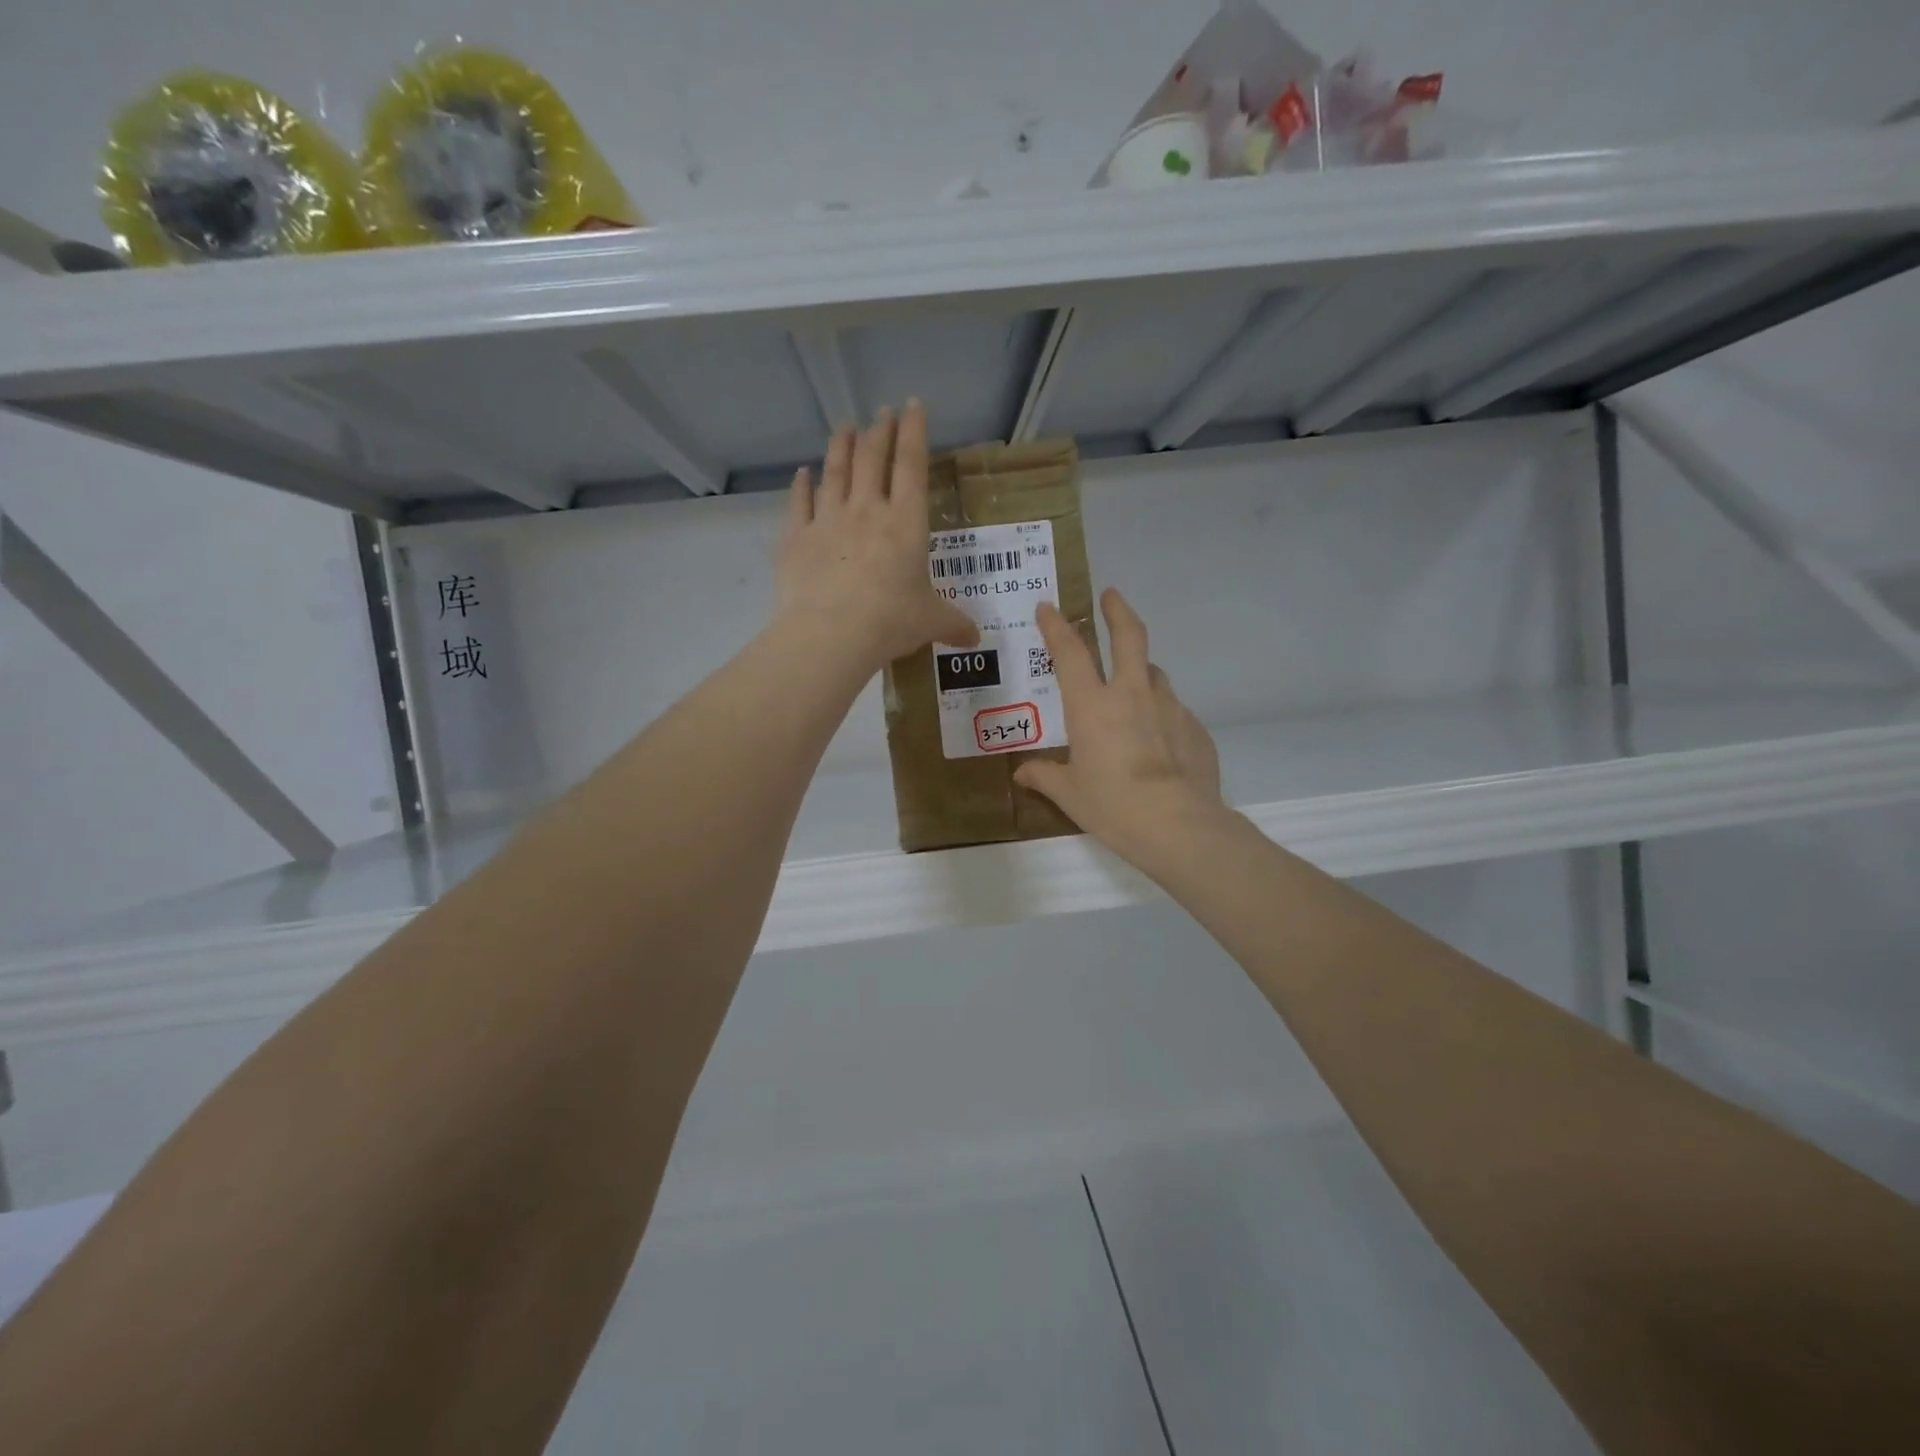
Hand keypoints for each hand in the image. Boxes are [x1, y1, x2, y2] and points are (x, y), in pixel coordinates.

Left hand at [775, 401, 978, 673]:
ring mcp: (828, 520)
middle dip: (880, 430)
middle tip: (882, 412)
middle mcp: (867, 510)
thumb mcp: (930, 622)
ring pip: (836, 471)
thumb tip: (976, 639)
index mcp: (906, 523)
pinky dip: (802, 484)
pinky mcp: (797, 537)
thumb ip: (953, 624)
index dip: (914, 433)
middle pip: (873, 458)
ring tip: (846, 426)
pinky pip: (800, 502)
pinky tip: (803, 473)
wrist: (831, 634)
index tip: (913, 405)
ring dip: (842, 445)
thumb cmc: (891, 622)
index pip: (912, 466)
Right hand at [1015, 589, 1225, 868]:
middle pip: (1128, 636)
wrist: (1177, 824)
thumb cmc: (1112, 806)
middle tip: (1111, 595)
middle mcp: (1131, 694)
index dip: (1057, 626)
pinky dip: (1162, 714)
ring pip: (1155, 673)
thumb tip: (1022, 773)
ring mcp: (1169, 707)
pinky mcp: (1195, 727)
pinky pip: (1174, 710)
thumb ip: (1044, 777)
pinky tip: (1159, 740)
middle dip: (1117, 610)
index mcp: (1092, 705)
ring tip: (1133, 688)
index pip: (1070, 652)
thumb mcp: (1069, 794)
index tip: (1049, 606)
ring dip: (1142, 671)